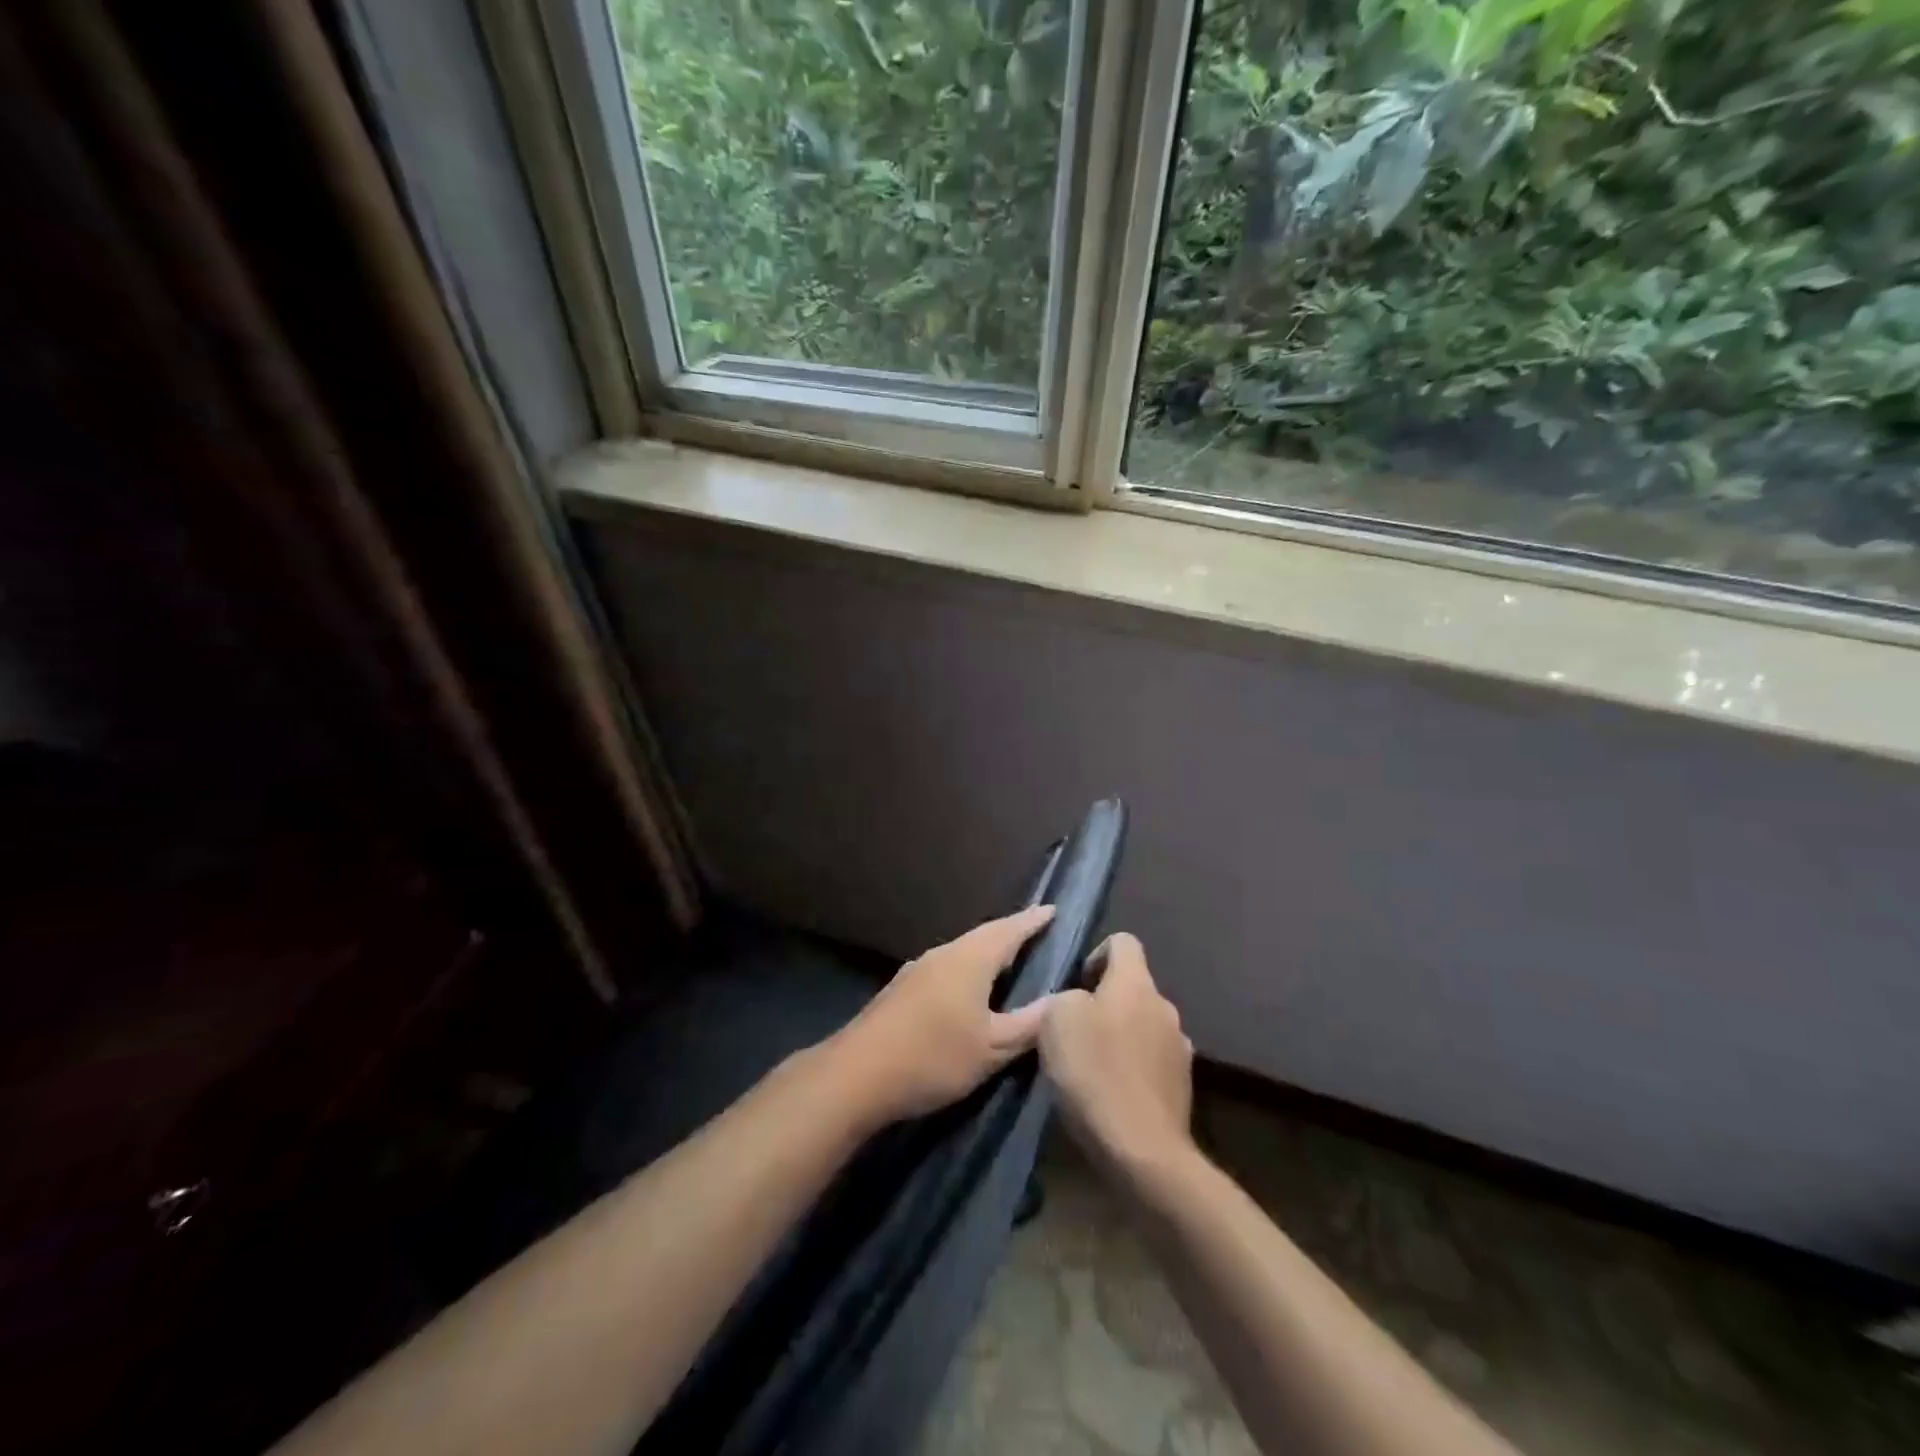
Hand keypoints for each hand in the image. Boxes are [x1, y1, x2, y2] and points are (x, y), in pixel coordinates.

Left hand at [824, 904, 1057, 1126]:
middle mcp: (943, 954)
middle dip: (1010, 934)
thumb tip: (1060, 1003)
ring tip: (1008, 961)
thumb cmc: (933, 1057)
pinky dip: (966, 971)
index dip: (1032, 921)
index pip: (1008, 930)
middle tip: (1035, 934)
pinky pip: (945, 969)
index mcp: (969, 959)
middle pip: (983, 937)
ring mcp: (917, 970)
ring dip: (986, 953)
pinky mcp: (901, 990)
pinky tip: (967, 990)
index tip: (1052, 910)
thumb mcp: (991, 1048)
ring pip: (961, 953)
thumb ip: (1028, 1025)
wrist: (856, 1074)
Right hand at [1039, 933, 1193, 1173]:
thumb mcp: (1056, 1019)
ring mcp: (1179, 1048)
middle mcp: (1165, 1007)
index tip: (1075, 984)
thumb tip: (1079, 1001)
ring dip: (1120, 1035)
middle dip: (1104, 1000)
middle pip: (1132, 987)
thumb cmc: (1095, 1071)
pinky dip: (1132, 1068)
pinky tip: (1110, 1092)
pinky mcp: (1182, 1086)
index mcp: (1137, 983)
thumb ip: (1066, 996)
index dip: (1096, 954)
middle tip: (1074, 1029)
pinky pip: (1150, 1061)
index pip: (1123, 942)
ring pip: (1142, 1025)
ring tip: (1091, 1064)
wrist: (1142, 1150)